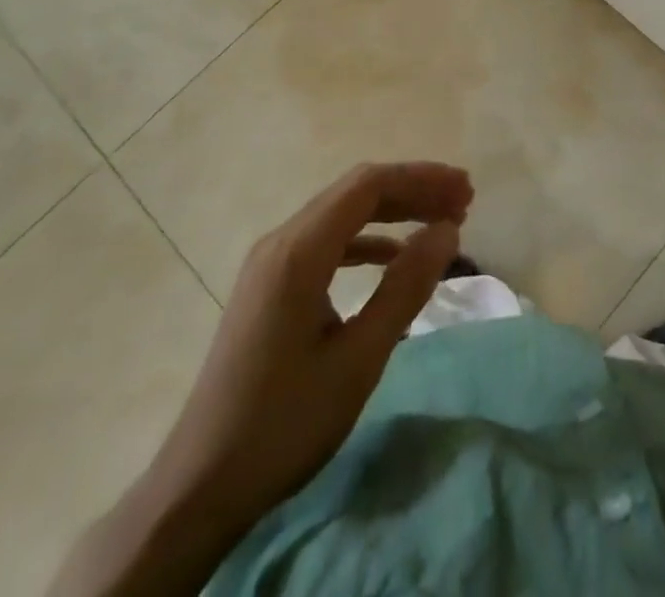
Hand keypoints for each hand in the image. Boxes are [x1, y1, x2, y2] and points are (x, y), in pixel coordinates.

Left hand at [51, 162, 471, 596]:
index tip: (465, 192)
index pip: (368, 186)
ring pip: (341, 214)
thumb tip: (447, 230)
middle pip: (355, 192)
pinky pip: (325, 241)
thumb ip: (405, 287)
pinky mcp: (269, 286)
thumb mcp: (358, 359)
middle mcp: (281, 242)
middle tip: (463, 203)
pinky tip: (391, 256)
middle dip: (412, 190)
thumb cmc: (284, 422)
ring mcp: (270, 263)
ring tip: (438, 222)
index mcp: (298, 251)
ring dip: (392, 212)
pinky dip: (366, 239)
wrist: (199, 485)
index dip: (421, 179)